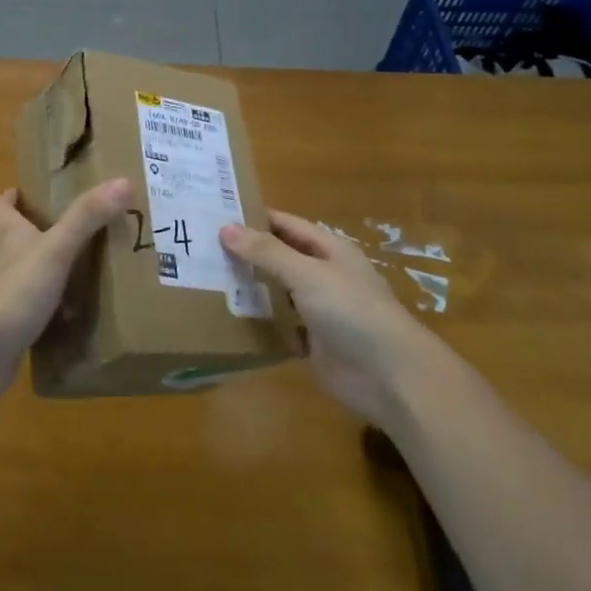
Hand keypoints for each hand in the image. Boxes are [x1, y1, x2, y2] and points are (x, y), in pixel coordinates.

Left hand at [0, 179, 132, 400]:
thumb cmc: (14, 292)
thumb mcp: (55, 249)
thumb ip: (86, 217)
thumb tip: (122, 180)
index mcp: (10, 238)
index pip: (1, 209)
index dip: (10, 198)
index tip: (23, 190)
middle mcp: (4, 264)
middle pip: (17, 242)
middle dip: (41, 234)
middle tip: (80, 229)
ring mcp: (7, 299)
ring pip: (30, 278)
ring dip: (53, 274)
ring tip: (91, 272)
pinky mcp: (13, 331)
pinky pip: (39, 315)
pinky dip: (56, 313)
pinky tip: (80, 318)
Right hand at [220, 210, 432, 425]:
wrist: (390, 376)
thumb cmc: (351, 311)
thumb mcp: (307, 274)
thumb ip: (267, 252)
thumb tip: (225, 227)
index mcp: (329, 250)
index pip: (285, 224)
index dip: (254, 218)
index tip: (214, 213)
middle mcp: (323, 275)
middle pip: (279, 257)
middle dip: (246, 253)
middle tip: (201, 247)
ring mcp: (318, 310)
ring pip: (277, 291)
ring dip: (250, 287)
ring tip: (205, 279)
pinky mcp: (312, 342)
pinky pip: (279, 325)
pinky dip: (258, 321)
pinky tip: (227, 317)